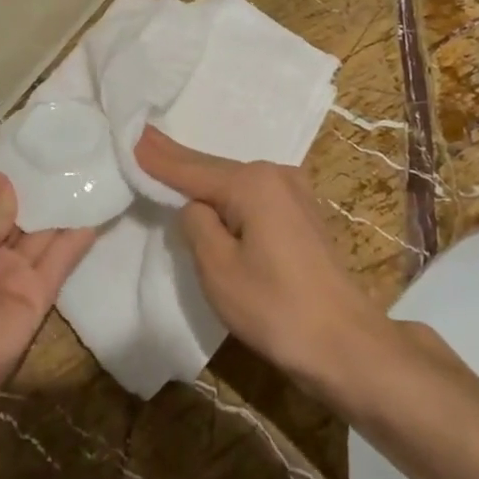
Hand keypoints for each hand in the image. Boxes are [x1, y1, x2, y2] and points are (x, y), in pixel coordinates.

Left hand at [0, 173, 97, 402]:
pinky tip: (96, 213)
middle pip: (20, 218)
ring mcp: (15, 276)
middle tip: (72, 156)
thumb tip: (3, 177)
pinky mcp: (40, 297)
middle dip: (40, 191)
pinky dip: (77, 241)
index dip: (7, 181)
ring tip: (91, 176)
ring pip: (44, 237)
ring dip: (63, 211)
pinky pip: (60, 263)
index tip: (33, 150)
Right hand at [135, 126, 385, 391]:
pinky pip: (252, 195)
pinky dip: (226, 194)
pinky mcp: (301, 214)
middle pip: (214, 169)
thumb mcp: (220, 270)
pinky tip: (210, 192)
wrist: (346, 343)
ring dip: (201, 177)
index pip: (192, 169)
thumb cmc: (276, 309)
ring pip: (234, 182)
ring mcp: (294, 192)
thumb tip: (196, 206)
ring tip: (166, 161)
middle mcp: (275, 175)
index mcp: (253, 184)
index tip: (131, 135)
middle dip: (177, 160)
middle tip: (142, 139)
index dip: (158, 158)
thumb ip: (197, 226)